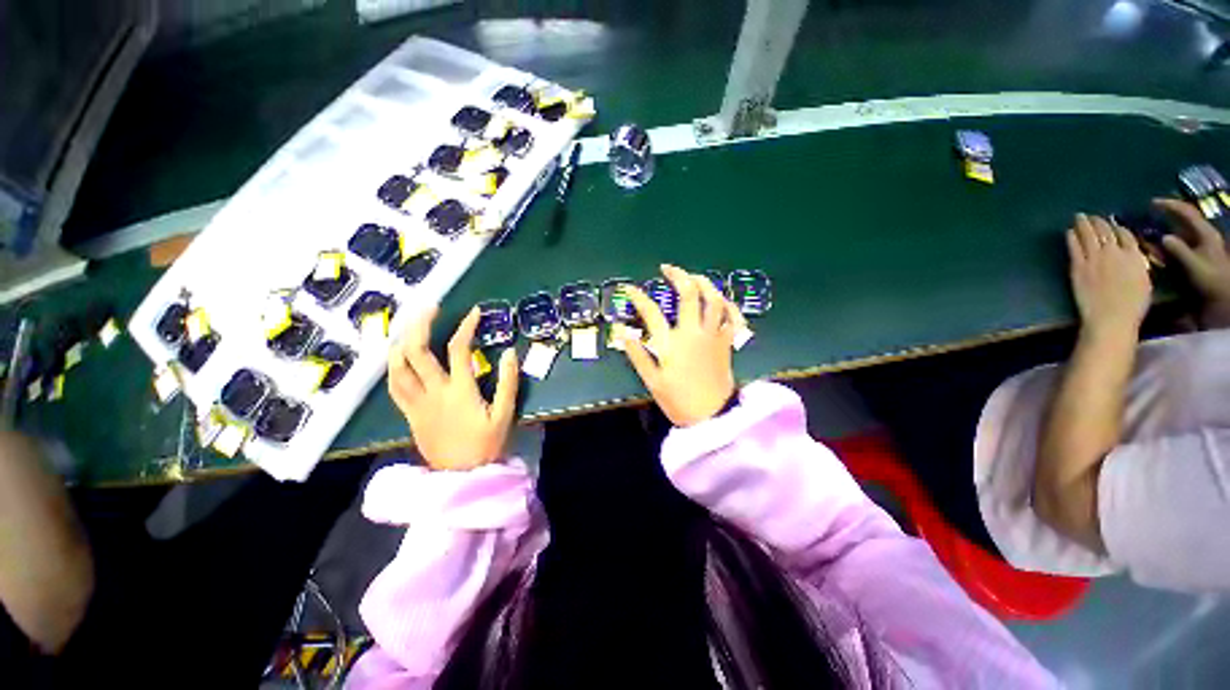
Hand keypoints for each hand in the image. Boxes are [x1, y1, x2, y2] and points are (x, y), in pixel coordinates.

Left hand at [387, 306, 518, 470]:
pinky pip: (394, 387)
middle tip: (428, 306)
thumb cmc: (487, 445)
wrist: (462, 476)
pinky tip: (396, 356)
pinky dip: (393, 367)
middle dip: (420, 324)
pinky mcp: (409, 414)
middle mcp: (434, 392)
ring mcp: (417, 403)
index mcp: (460, 391)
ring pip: (397, 367)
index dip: (466, 326)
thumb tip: (510, 352)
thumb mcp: (505, 414)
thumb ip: (509, 382)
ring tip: (408, 325)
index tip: (475, 312)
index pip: (458, 349)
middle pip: (417, 351)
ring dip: (399, 341)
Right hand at [621, 265, 742, 426]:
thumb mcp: (652, 381)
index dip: (638, 297)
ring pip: (714, 299)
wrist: (712, 416)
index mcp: (672, 343)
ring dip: (704, 282)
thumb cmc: (679, 400)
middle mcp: (694, 332)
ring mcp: (714, 335)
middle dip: (678, 275)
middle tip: (667, 269)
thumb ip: (637, 355)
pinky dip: (728, 304)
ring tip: (693, 276)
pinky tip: (720, 299)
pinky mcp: (727, 341)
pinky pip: (733, 316)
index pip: (651, 312)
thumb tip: (622, 334)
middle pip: (689, 294)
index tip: (630, 288)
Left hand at [1066, 213, 1151, 337]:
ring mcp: (1094, 258)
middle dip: (1098, 221)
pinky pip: (1075, 247)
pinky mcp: (1078, 266)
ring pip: (1089, 235)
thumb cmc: (1133, 306)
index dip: (1117, 227)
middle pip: (1106, 231)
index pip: (1126, 235)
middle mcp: (1114, 253)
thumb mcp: (1144, 281)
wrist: (1111, 317)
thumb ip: (1139, 265)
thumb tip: (1133, 256)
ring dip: (1084, 224)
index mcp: (1134, 256)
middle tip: (1092, 216)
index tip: (1112, 223)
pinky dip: (1072, 237)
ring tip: (1080, 217)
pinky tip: (1069, 231)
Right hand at [1154, 198, 1229, 328]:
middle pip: (1183, 222)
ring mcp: (1199, 250)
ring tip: (1146, 236)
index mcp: (1205, 234)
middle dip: (1165, 219)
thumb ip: (1180, 252)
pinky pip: (1177, 248)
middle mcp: (1202, 238)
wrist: (1224, 303)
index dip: (1169, 205)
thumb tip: (1164, 237)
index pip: (1186, 212)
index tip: (1151, 203)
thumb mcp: (1196, 268)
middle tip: (1145, 220)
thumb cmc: (1212, 283)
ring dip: (1163, 233)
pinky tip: (1155, 251)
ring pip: (1179, 235)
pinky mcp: (1194, 260)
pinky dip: (1165, 247)